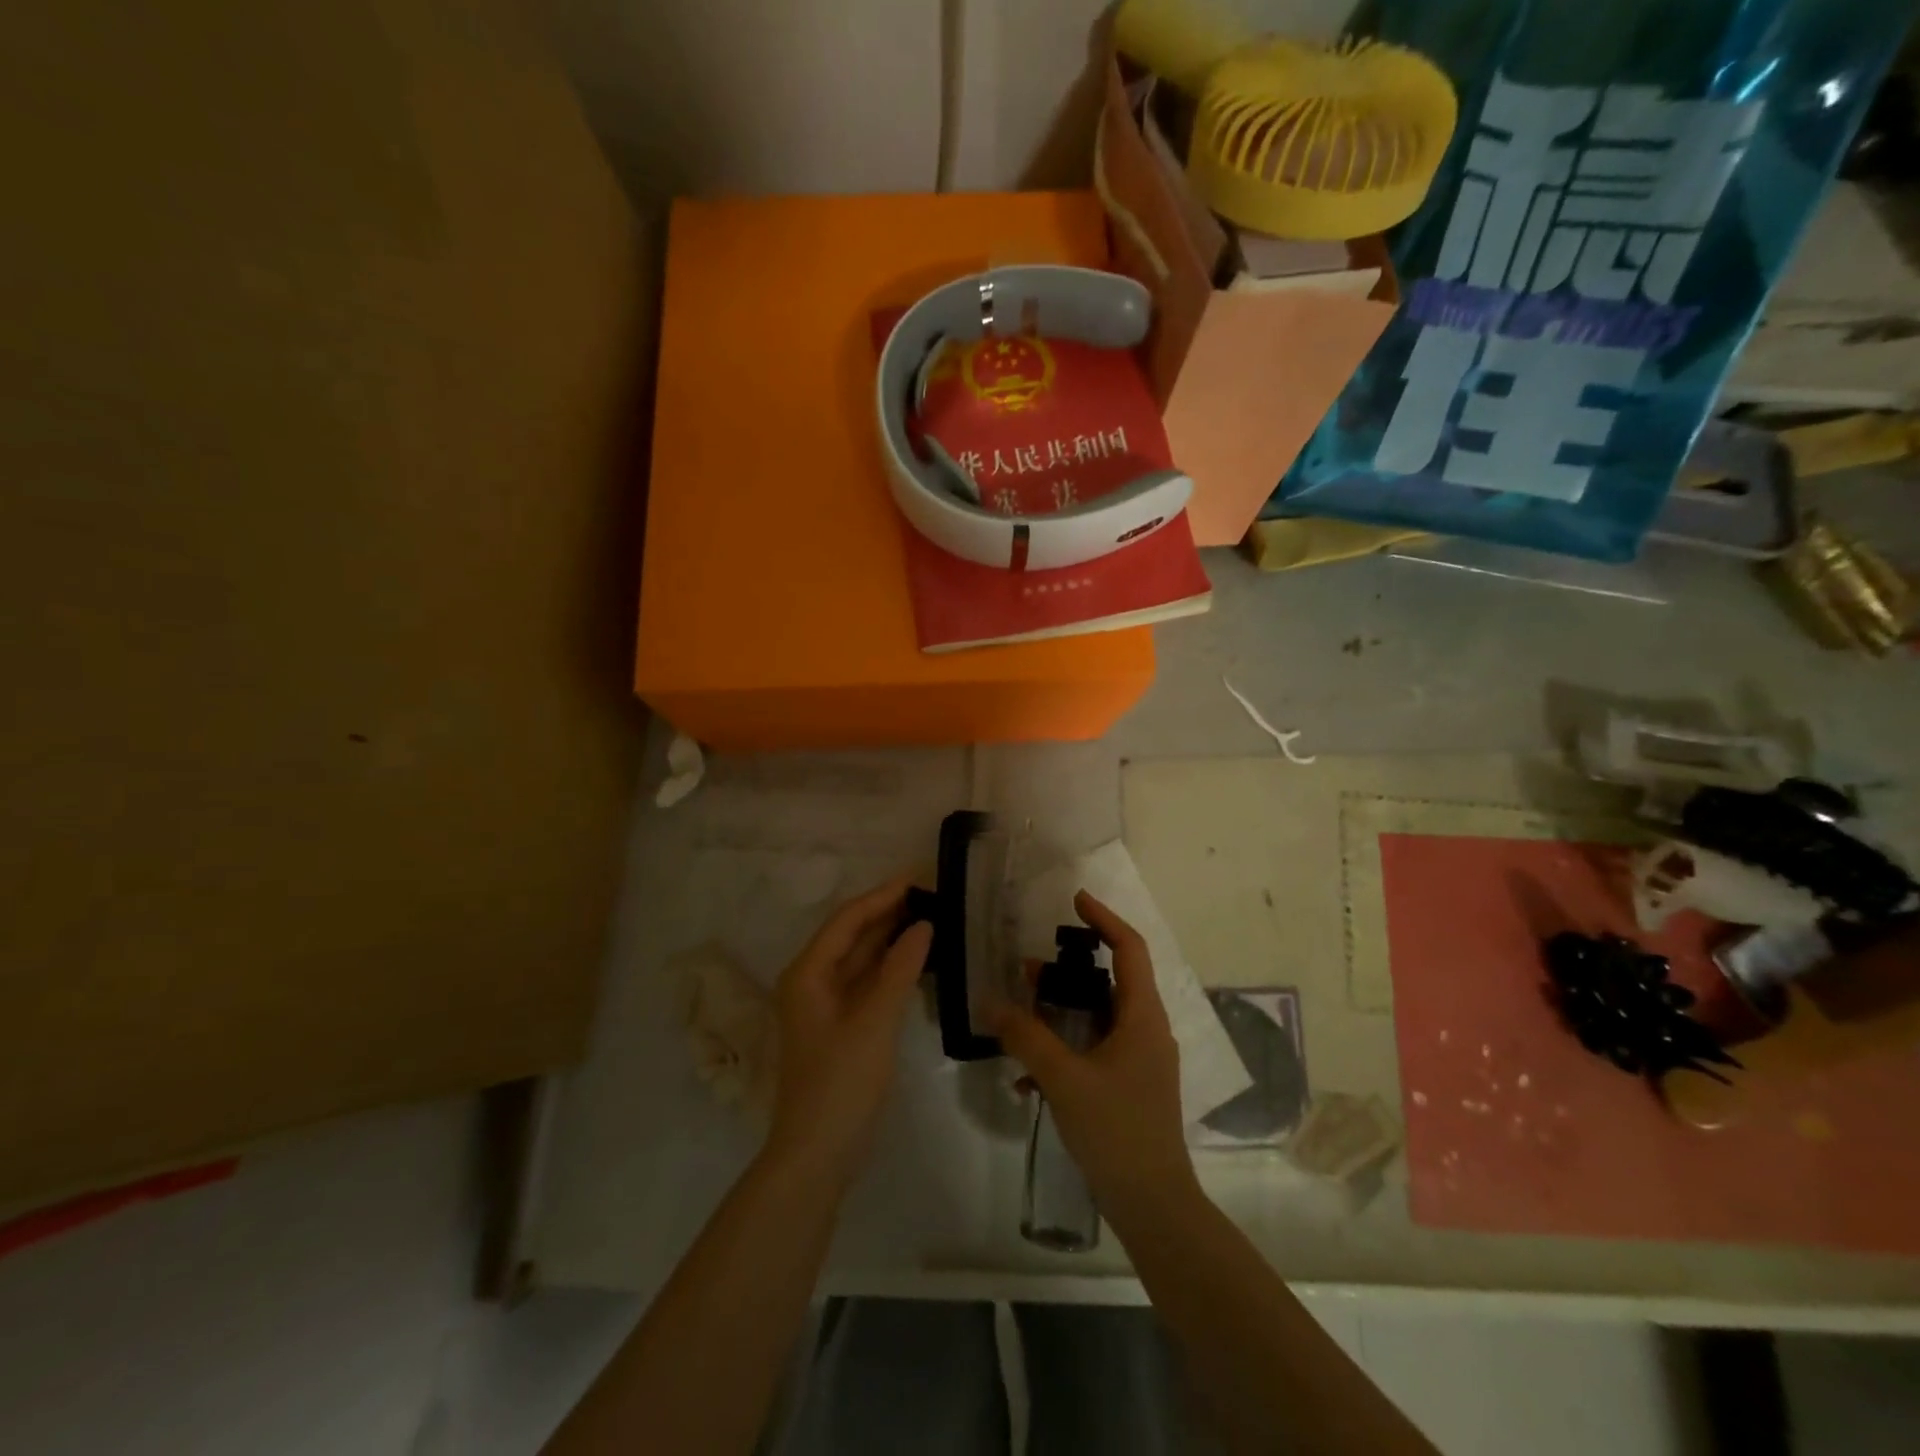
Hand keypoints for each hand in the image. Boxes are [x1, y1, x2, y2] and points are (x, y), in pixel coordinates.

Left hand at [765, 876, 931, 1187]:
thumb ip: (899, 968)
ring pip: (861, 959)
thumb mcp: (874, 1020)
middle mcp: (811, 981)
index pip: (847, 919)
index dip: (882, 895)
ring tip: (931, 917)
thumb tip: (923, 925)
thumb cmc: (841, 1082)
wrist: (818, 1153)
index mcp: (808, 972)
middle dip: (888, 913)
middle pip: (852, 935)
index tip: (918, 876)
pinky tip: (918, 959)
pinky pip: (867, 982)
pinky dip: (891, 968)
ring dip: (891, 938)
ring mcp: (826, 1005)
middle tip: (931, 893)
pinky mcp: (841, 1025)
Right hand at [989, 891, 1199, 1223]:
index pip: (1130, 948)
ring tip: (1021, 1013)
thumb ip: (1026, 1037)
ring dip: (1061, 1011)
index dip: (1103, 919)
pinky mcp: (1129, 1086)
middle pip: (1111, 980)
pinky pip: (1094, 1050)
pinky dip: (1064, 1050)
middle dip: (1069, 970)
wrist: (1154, 1206)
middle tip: (1030, 969)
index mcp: (1143, 1017)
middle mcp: (1147, 1030)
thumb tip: (991, 1003)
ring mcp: (1140, 1060)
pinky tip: (1026, 1078)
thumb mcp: (1064, 1079)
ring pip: (1099, 1017)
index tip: (1074, 900)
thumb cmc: (1117, 1131)